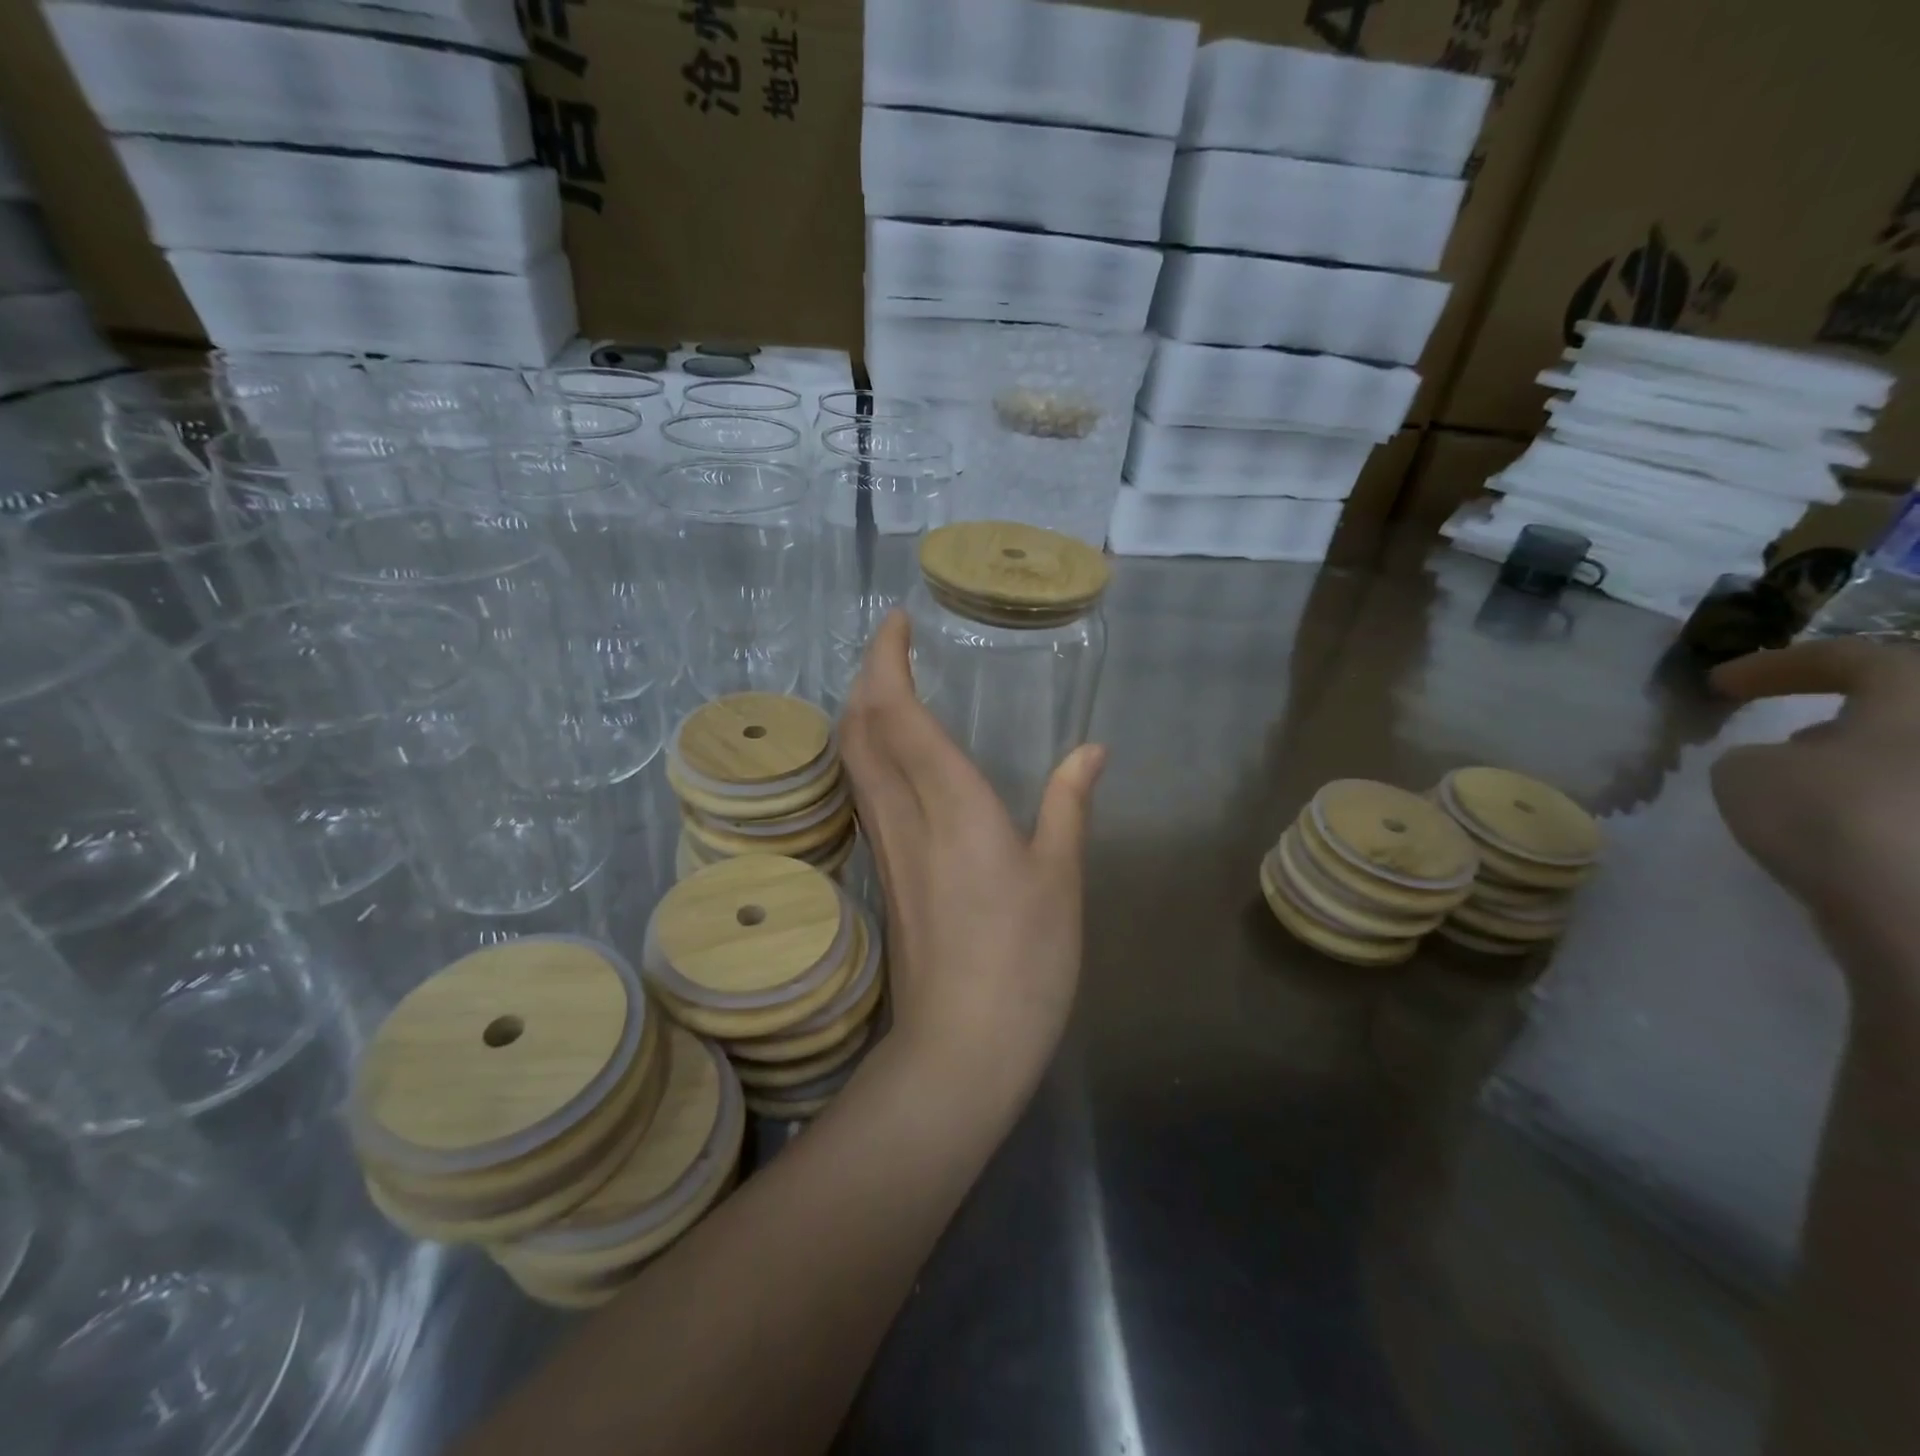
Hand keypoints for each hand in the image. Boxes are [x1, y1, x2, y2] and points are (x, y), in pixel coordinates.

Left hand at [840, 611, 1104, 1090]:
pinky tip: (893, 757)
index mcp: (951, 804)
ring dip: (861, 712)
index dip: (888, 660)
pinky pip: (863, 792)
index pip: (898, 713)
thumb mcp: (1060, 878)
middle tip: (892, 647)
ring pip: (853, 760)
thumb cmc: (1024, 961)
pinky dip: (867, 753)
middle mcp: (904, 814)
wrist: (960, 1048)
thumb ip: (1069, 805)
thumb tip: (1091, 751)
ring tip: (890, 687)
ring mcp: (884, 846)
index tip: (897, 623)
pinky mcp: (882, 873)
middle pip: (860, 728)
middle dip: (867, 676)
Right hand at [1711, 639, 1919, 984]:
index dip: (1772, 666)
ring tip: (1806, 790)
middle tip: (1779, 740)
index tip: (1717, 684)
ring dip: (1860, 765)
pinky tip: (1843, 834)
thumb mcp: (1744, 772)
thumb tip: (1783, 762)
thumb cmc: (1833, 816)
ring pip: (1910, 759)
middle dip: (1837, 718)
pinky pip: (1916, 807)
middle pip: (1899, 707)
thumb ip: (1755, 755)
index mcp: (1917, 692)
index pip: (1845, 657)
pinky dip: (1882, 808)